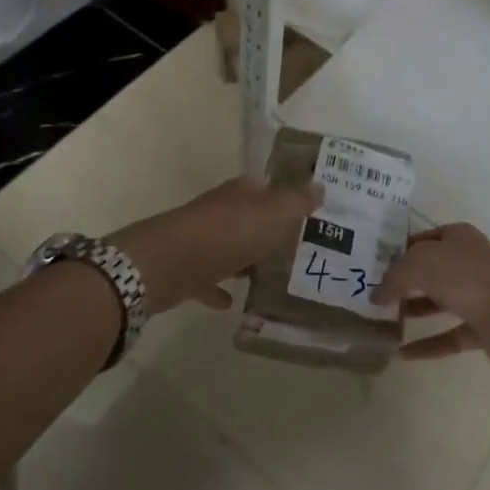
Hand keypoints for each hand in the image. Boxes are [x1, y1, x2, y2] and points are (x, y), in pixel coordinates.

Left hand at [113, 177, 320, 314]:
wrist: (169, 263)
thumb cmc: (230, 233)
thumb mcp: (275, 213)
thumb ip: (298, 201)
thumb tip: (320, 186)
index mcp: (243, 192)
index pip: (269, 188)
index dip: (289, 199)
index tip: (310, 217)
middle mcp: (221, 210)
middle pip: (251, 218)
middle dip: (270, 231)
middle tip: (299, 250)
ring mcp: (201, 239)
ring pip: (231, 247)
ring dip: (246, 259)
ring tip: (272, 277)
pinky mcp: (187, 269)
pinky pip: (210, 278)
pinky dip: (221, 288)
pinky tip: (234, 303)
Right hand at [371, 222, 489, 364]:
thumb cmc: (465, 277)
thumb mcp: (418, 265)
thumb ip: (394, 277)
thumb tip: (376, 295)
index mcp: (458, 236)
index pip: (422, 239)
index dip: (398, 251)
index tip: (374, 268)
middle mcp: (470, 261)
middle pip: (431, 270)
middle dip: (405, 282)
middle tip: (375, 295)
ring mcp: (480, 294)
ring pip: (441, 301)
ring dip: (415, 310)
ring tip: (384, 321)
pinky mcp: (484, 326)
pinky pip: (449, 334)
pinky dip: (428, 344)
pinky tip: (402, 354)